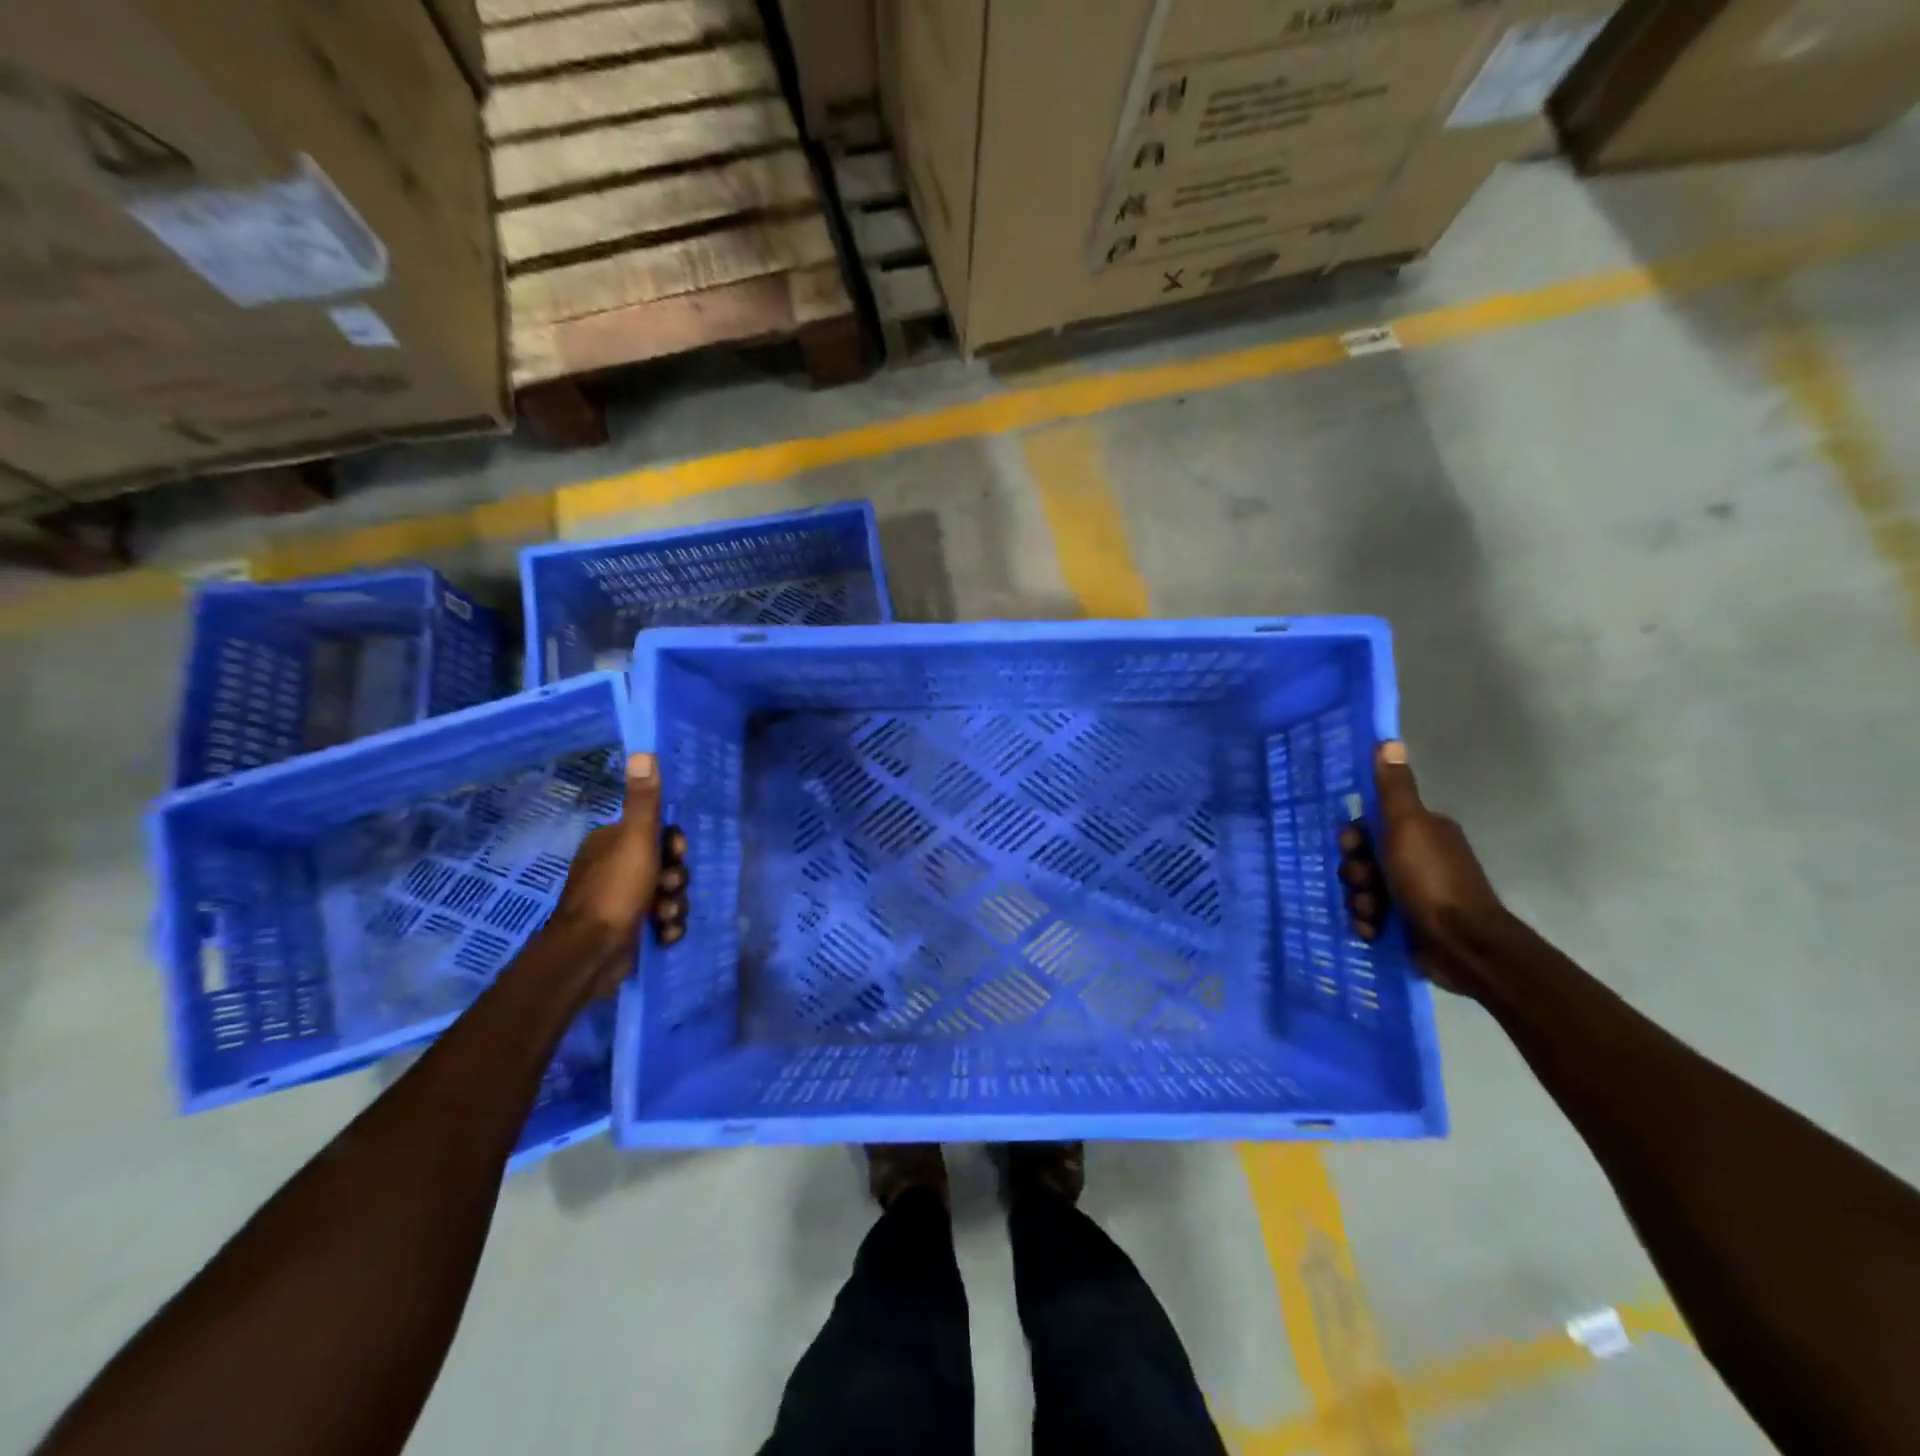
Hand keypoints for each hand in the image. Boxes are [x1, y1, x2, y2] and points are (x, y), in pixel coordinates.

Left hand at [552, 753, 689, 995]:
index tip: (676, 854)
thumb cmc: (616, 890)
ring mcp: (620, 902)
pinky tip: (664, 936)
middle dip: (676, 880)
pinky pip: (662, 922)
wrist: (591, 953)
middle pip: (667, 865)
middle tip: (668, 889)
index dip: (674, 845)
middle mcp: (614, 869)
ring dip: (674, 906)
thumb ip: (645, 799)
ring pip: (668, 895)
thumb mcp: (636, 839)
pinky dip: (667, 928)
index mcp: (612, 843)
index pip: (657, 833)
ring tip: (664, 918)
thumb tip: (644, 751)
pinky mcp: (628, 931)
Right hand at [1338, 742, 1503, 995]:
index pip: (1371, 824)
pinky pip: (1372, 915)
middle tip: (1365, 884)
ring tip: (1372, 914)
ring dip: (1359, 900)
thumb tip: (1388, 740)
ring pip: (1364, 888)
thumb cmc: (1431, 880)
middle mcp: (1418, 857)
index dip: (1354, 837)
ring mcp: (1414, 892)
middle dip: (1356, 873)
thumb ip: (1393, 788)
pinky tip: (1374, 930)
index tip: (1353, 848)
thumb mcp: (1407, 827)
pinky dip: (1369, 922)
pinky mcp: (1409, 923)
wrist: (1463, 945)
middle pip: (1363, 858)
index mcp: (1422, 831)